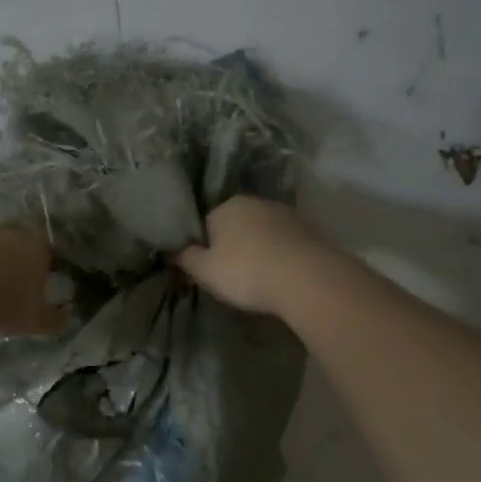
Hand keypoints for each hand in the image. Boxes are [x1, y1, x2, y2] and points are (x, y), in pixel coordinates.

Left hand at [0, 230, 65, 337]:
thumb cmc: (6, 303)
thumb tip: (64, 319)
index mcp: (32, 247)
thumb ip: (51, 318)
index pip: (42, 250)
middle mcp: (2, 234)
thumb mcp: (35, 319)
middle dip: (3, 263)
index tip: (31, 285)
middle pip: (7, 244)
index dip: (37, 266)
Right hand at [176, 197, 328, 316]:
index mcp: (226, 206)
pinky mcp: (310, 229)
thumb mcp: (205, 271)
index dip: (203, 247)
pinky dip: (280, 254)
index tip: (207, 269)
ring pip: (262, 232)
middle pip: (235, 225)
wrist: (308, 278)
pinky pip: (285, 242)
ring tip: (259, 276)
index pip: (205, 223)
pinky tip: (281, 274)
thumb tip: (170, 249)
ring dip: (258, 249)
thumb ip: (185, 258)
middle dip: (232, 245)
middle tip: (232, 275)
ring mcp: (286, 214)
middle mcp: (256, 202)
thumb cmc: (247, 272)